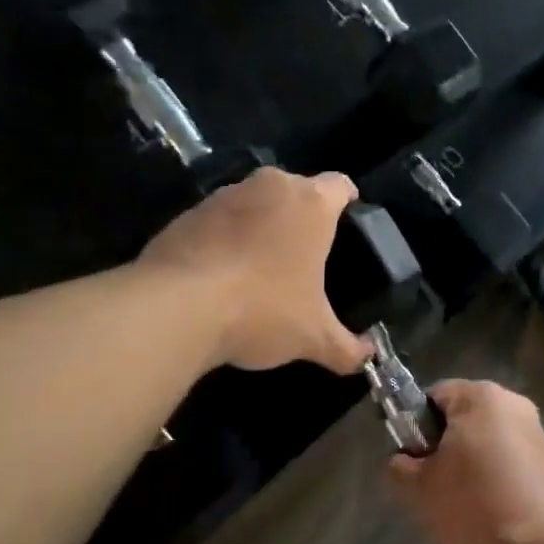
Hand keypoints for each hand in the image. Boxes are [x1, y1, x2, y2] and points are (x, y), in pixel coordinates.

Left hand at [138, 167, 372, 374]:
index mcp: (311, 204)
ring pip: (254, 202)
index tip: (348, 220)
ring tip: (259, 266)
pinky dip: (224, 238)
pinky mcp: (186, 214)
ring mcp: (224, 196)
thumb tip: (368, 358)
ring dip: (260, 224)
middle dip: (300, 215)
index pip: (339, 185)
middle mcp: (270, 187)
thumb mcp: (312, 337)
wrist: (175, 308)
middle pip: (295, 190)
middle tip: (304, 253)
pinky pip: (217, 220)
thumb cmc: (262, 309)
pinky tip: (220, 275)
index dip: (347, 200)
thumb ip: (346, 347)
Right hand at [386, 380, 543, 543]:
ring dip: (470, 461)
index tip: (411, 458)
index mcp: (480, 396)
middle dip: (445, 445)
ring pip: (488, 438)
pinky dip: (495, 475)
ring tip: (461, 502)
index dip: (415, 424)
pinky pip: (510, 457)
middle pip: (464, 416)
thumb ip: (400, 466)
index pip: (435, 395)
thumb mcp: (419, 489)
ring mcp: (536, 430)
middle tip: (431, 482)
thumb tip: (402, 460)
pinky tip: (489, 509)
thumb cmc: (473, 507)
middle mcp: (513, 402)